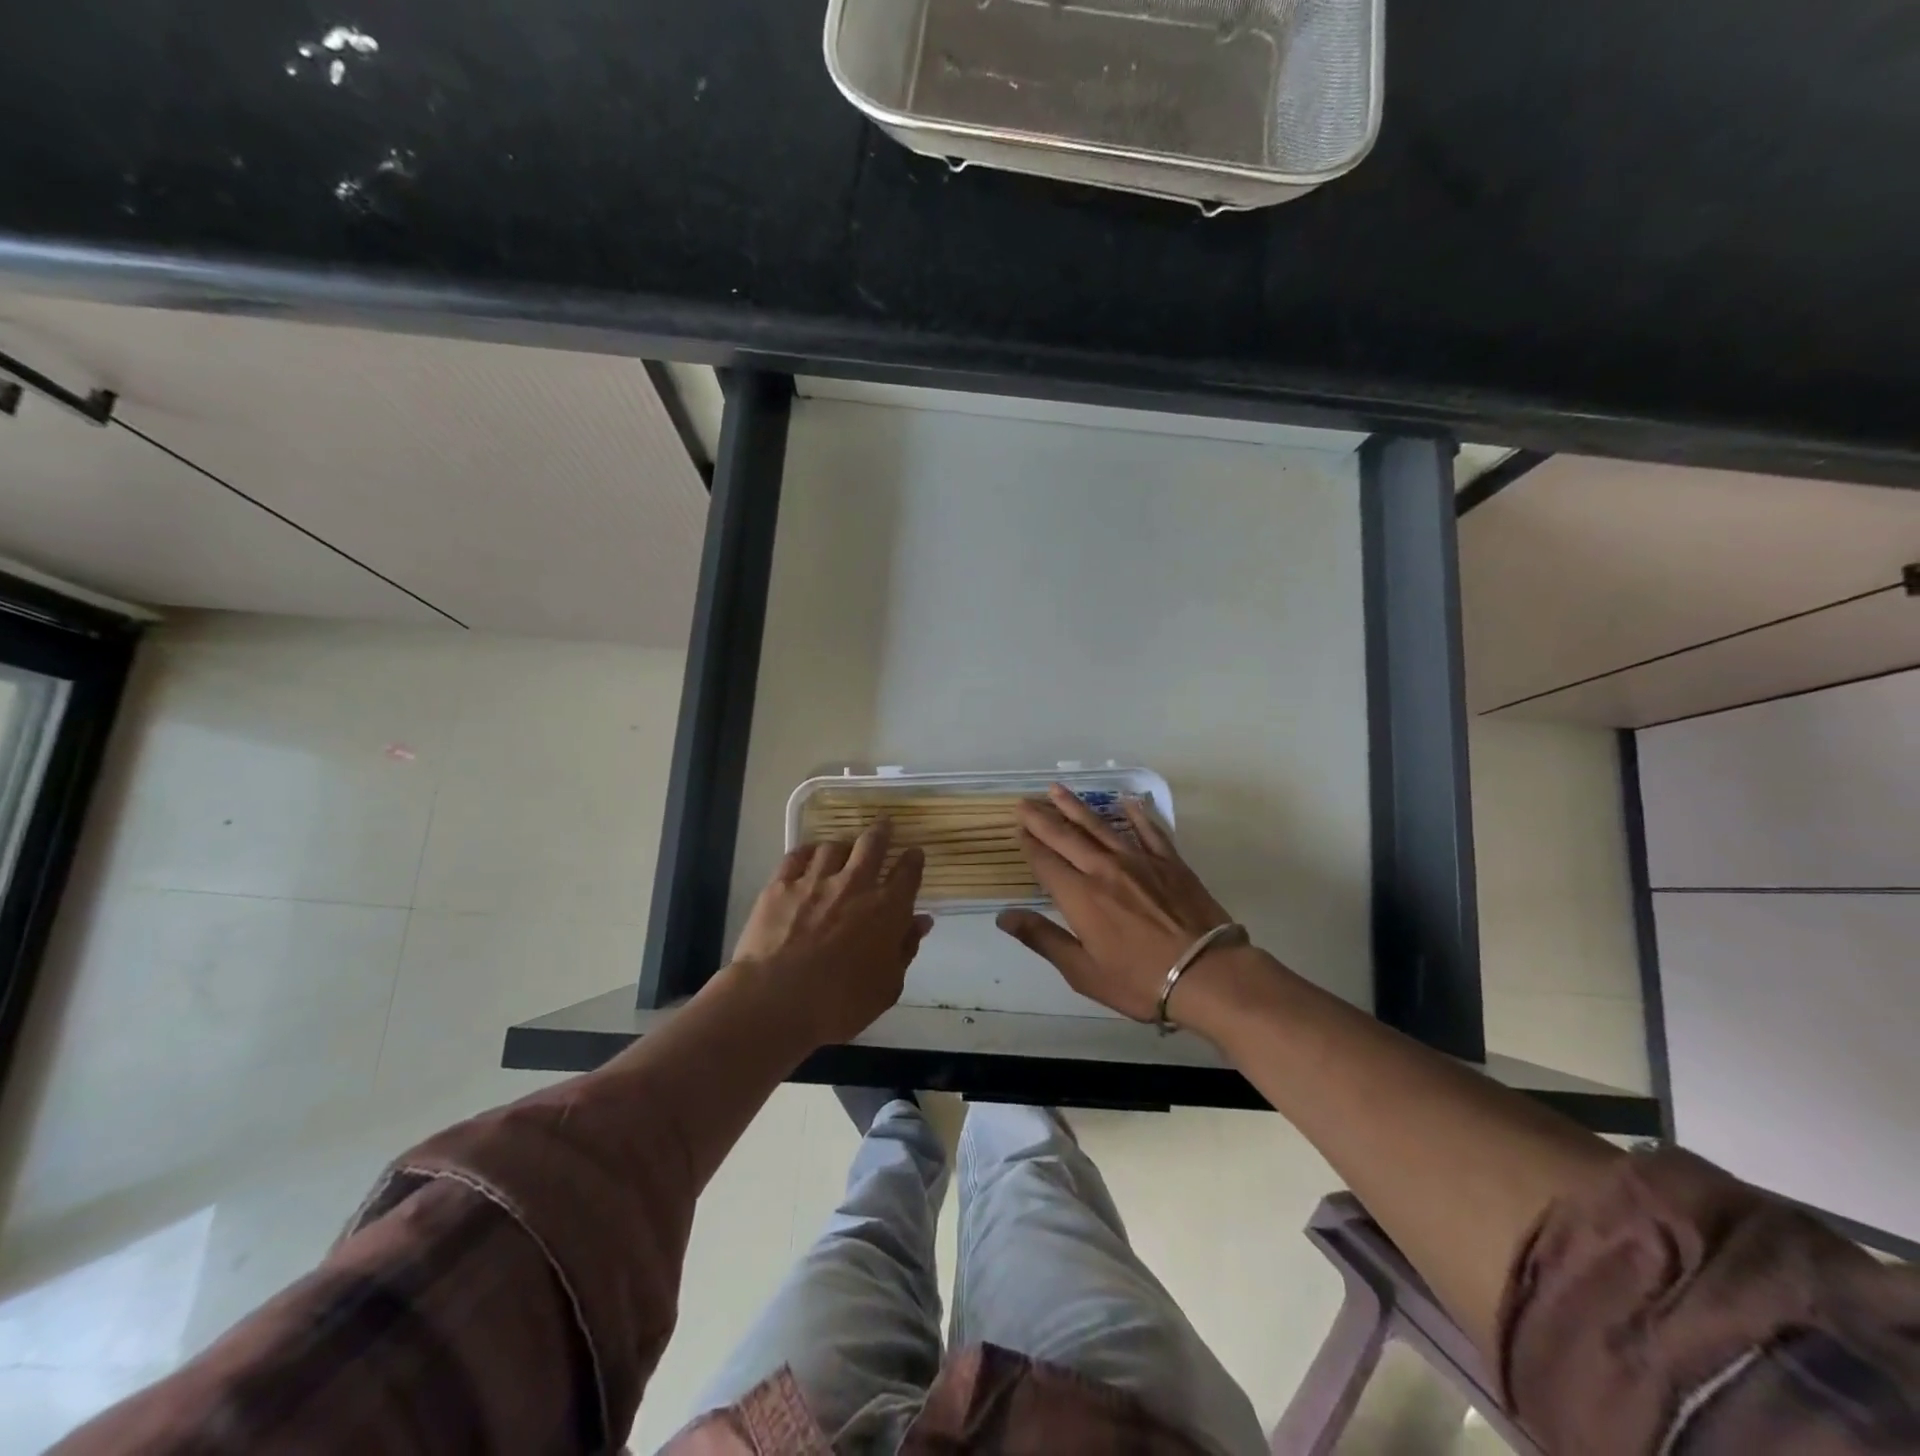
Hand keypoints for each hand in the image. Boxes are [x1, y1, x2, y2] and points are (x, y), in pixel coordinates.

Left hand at [731, 821, 934, 1045]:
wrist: (777, 1000)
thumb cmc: (841, 1003)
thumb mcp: (887, 986)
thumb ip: (905, 949)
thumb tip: (921, 921)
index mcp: (887, 909)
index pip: (908, 873)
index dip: (913, 860)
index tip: (914, 854)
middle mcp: (855, 884)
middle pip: (872, 844)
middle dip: (881, 832)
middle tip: (884, 825)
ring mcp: (815, 880)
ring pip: (833, 846)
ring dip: (842, 846)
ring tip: (842, 849)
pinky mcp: (781, 885)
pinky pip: (797, 855)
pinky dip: (807, 852)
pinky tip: (808, 855)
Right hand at [997, 785, 1237, 1022]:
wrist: (1207, 974)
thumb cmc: (1139, 981)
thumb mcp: (1083, 971)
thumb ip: (1043, 939)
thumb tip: (1004, 916)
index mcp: (1080, 896)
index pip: (1046, 862)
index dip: (1029, 845)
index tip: (1018, 830)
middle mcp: (1104, 869)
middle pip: (1066, 836)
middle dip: (1042, 818)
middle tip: (1025, 802)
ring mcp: (1139, 861)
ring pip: (1100, 826)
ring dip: (1076, 807)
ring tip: (1057, 790)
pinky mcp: (1170, 862)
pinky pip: (1149, 830)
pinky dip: (1137, 813)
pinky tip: (1127, 800)